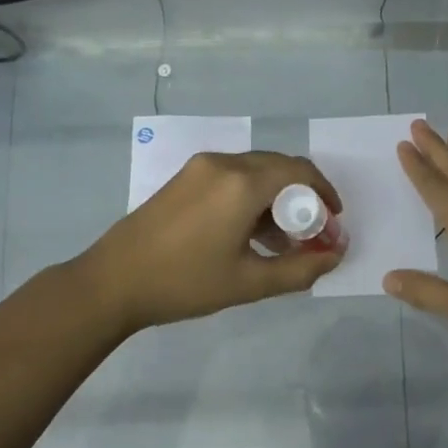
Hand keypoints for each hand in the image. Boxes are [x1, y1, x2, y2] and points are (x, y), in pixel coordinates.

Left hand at [75, 151, 344, 333]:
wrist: (112, 282)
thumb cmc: (185, 283)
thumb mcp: (250, 282)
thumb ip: (300, 268)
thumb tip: (335, 256)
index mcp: (242, 183)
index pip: (300, 171)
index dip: (325, 194)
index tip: (333, 222)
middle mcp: (223, 163)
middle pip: (279, 167)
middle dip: (302, 198)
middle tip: (310, 234)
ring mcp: (200, 168)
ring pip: (255, 172)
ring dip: (276, 198)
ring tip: (281, 241)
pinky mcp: (184, 178)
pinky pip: (232, 177)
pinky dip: (251, 197)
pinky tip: (249, 233)